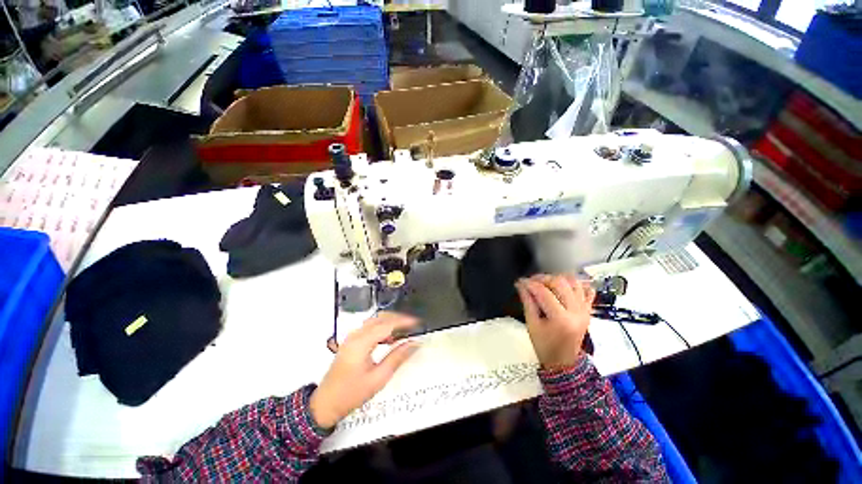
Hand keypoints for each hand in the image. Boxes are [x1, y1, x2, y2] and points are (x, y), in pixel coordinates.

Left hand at [310, 312, 419, 428]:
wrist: (325, 404)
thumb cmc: (352, 393)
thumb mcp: (378, 378)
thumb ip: (397, 358)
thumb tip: (414, 343)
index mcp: (362, 342)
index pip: (387, 325)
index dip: (404, 321)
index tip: (418, 323)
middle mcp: (356, 335)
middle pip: (380, 318)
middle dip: (398, 318)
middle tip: (413, 325)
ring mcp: (351, 337)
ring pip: (375, 321)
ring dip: (390, 322)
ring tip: (405, 330)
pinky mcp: (351, 341)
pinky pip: (369, 328)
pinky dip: (382, 328)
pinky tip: (390, 337)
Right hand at [515, 274, 595, 368]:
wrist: (564, 361)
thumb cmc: (545, 346)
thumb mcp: (532, 324)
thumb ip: (527, 302)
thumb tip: (520, 284)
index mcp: (561, 319)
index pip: (543, 292)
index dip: (530, 284)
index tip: (520, 281)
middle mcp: (576, 311)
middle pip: (559, 282)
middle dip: (542, 278)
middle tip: (531, 281)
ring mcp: (585, 310)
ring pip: (574, 282)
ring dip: (558, 278)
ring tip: (545, 283)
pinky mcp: (589, 310)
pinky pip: (587, 290)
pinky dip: (576, 284)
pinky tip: (564, 286)